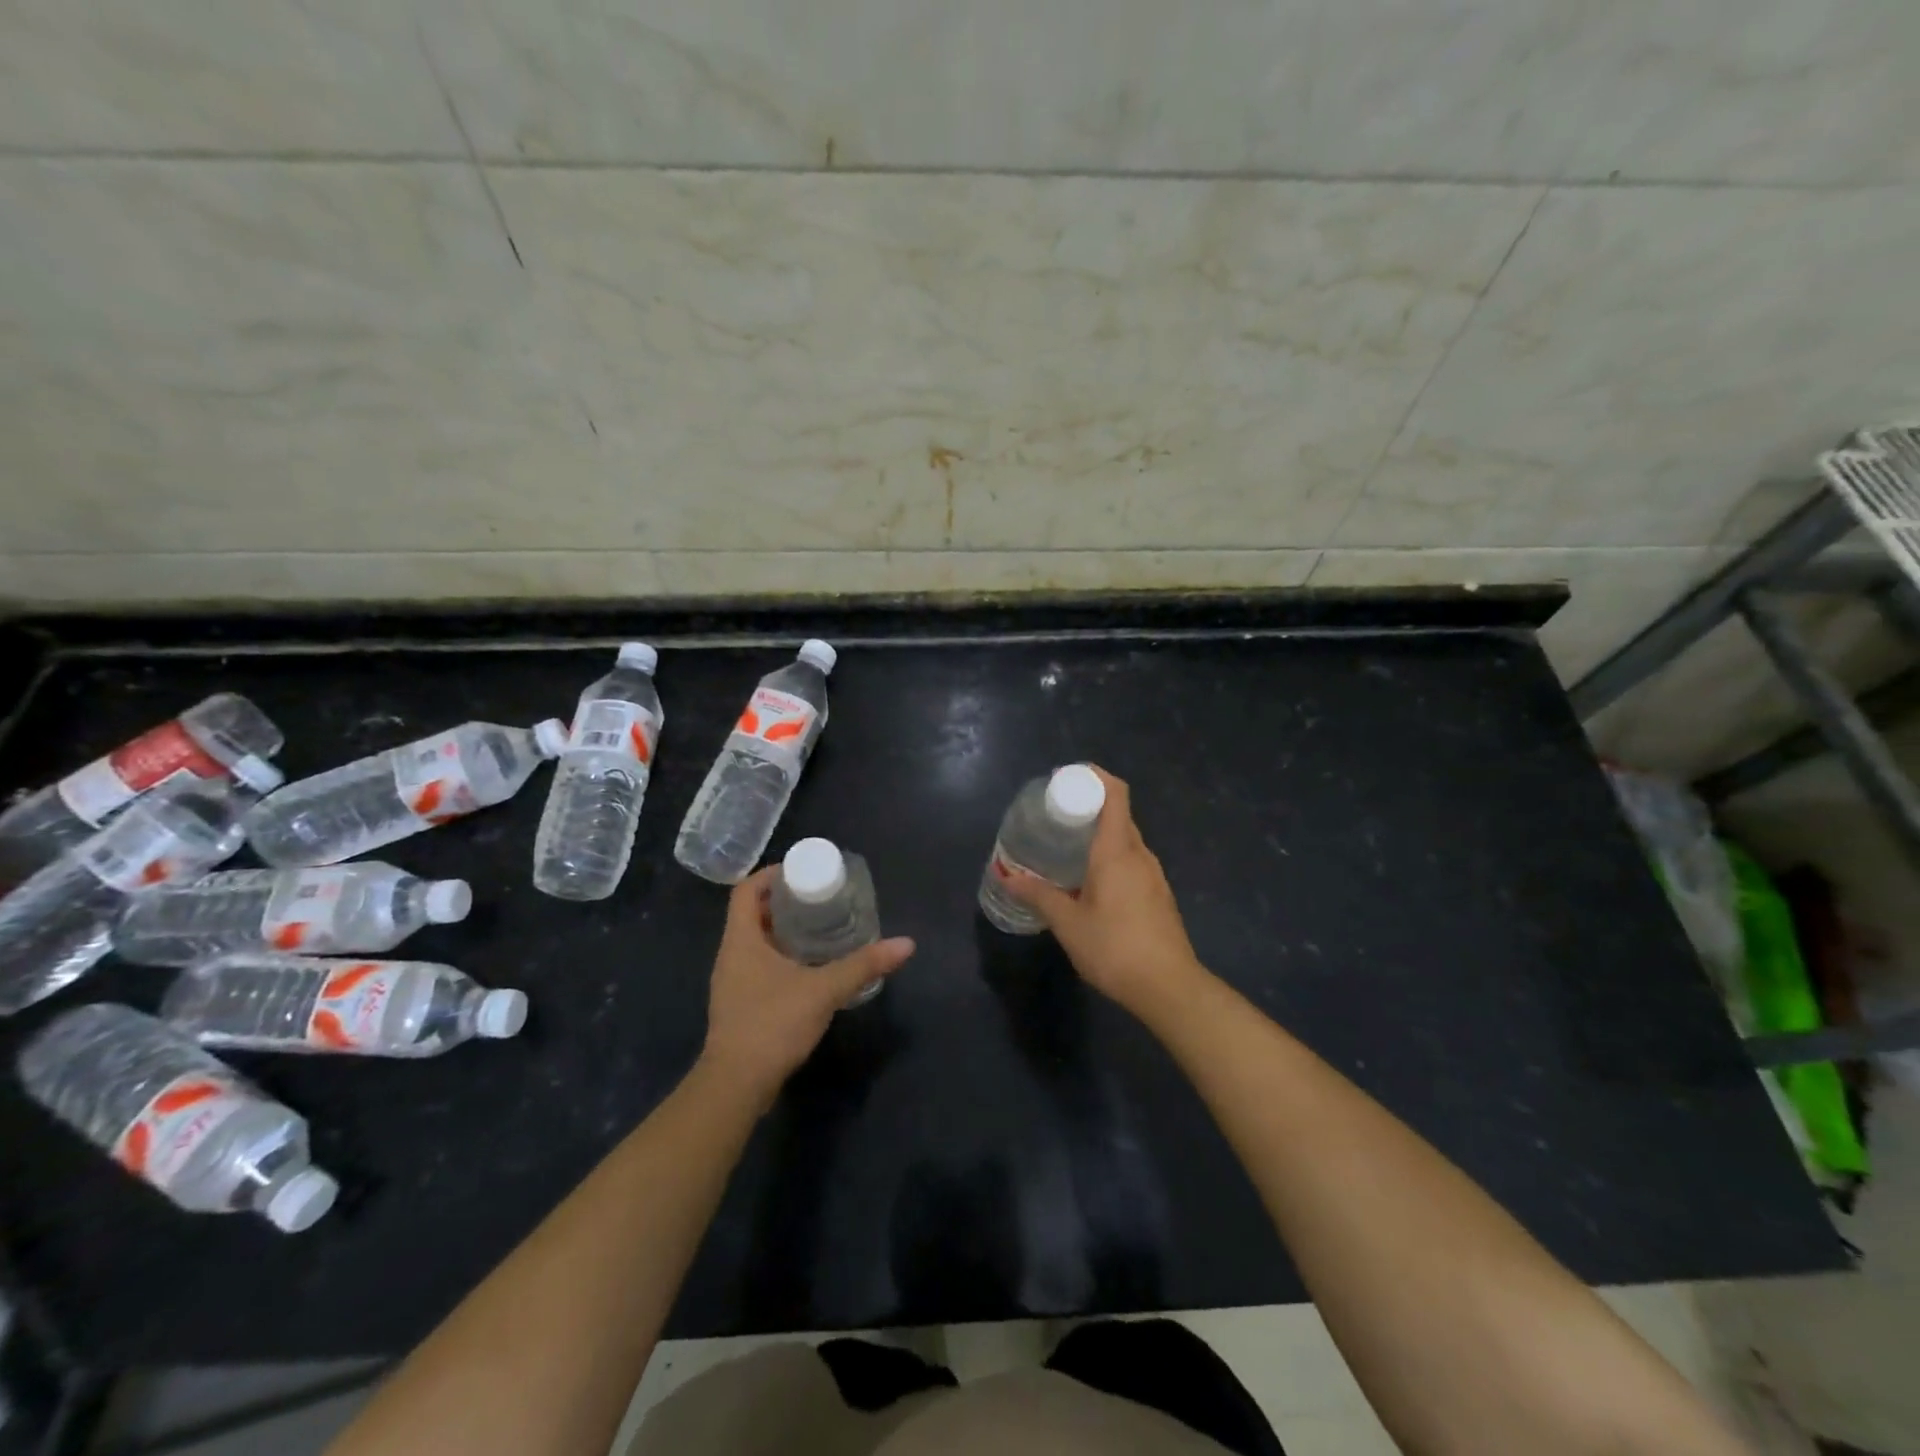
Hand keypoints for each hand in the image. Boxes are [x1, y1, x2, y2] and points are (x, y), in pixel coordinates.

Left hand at [699, 868, 915, 1105]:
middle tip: (820, 897)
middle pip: (753, 913)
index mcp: (741, 940)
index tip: (803, 871)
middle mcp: (731, 954)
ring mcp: (733, 981)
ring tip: (821, 926)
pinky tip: (811, 967)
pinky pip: (760, 965)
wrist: (736, 1085)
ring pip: (757, 941)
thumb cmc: (772, 1024)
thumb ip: (863, 965)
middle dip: (785, 901)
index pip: (747, 890)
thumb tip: (906, 944)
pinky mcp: (741, 1004)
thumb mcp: (823, 990)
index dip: (771, 874)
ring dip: (784, 930)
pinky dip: (782, 956)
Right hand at [999, 765, 1208, 1022]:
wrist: (1169, 988)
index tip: (1067, 779)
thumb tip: (1006, 875)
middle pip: (1118, 814)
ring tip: (1067, 848)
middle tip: (1055, 816)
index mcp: (1118, 850)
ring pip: (1126, 840)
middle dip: (1088, 807)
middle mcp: (1140, 854)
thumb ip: (1038, 895)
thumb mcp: (1068, 923)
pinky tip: (1090, 882)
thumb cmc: (1114, 948)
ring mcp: (1154, 875)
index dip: (1094, 777)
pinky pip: (1132, 862)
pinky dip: (1110, 858)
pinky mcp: (1159, 895)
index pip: (1115, 793)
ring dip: (1099, 836)